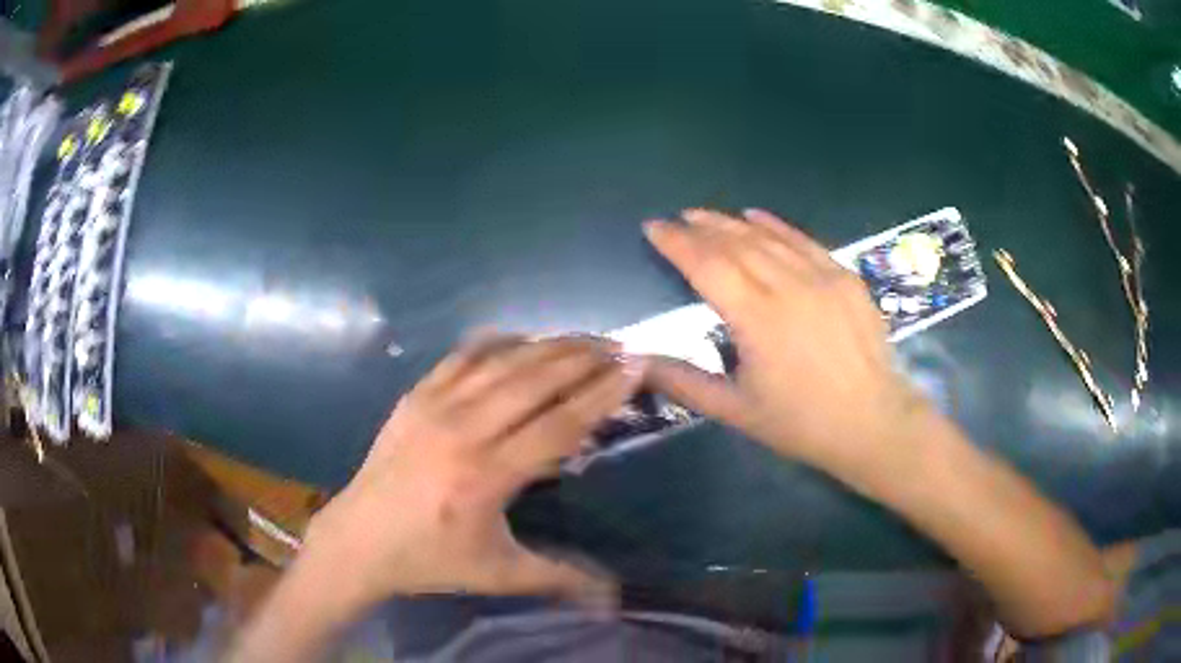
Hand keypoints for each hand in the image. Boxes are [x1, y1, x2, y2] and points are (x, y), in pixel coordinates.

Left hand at [301, 335, 641, 612]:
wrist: (358, 540)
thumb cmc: (430, 560)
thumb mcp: (497, 574)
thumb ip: (559, 578)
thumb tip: (615, 596)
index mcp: (485, 477)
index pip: (558, 425)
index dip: (601, 394)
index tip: (635, 368)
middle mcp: (462, 431)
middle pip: (534, 380)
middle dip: (584, 358)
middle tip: (620, 347)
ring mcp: (433, 406)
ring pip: (501, 361)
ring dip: (547, 345)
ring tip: (584, 339)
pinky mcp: (414, 396)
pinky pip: (462, 356)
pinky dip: (498, 342)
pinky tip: (523, 339)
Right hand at [643, 209, 928, 473]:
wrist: (873, 422)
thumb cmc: (802, 423)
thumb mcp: (736, 410)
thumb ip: (684, 382)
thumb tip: (638, 361)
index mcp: (757, 320)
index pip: (707, 266)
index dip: (677, 244)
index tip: (654, 227)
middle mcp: (788, 287)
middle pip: (736, 244)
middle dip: (702, 227)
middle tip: (679, 218)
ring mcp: (822, 277)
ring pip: (769, 238)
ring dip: (733, 223)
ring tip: (707, 215)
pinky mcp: (846, 278)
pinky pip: (805, 241)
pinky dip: (777, 225)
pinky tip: (757, 215)